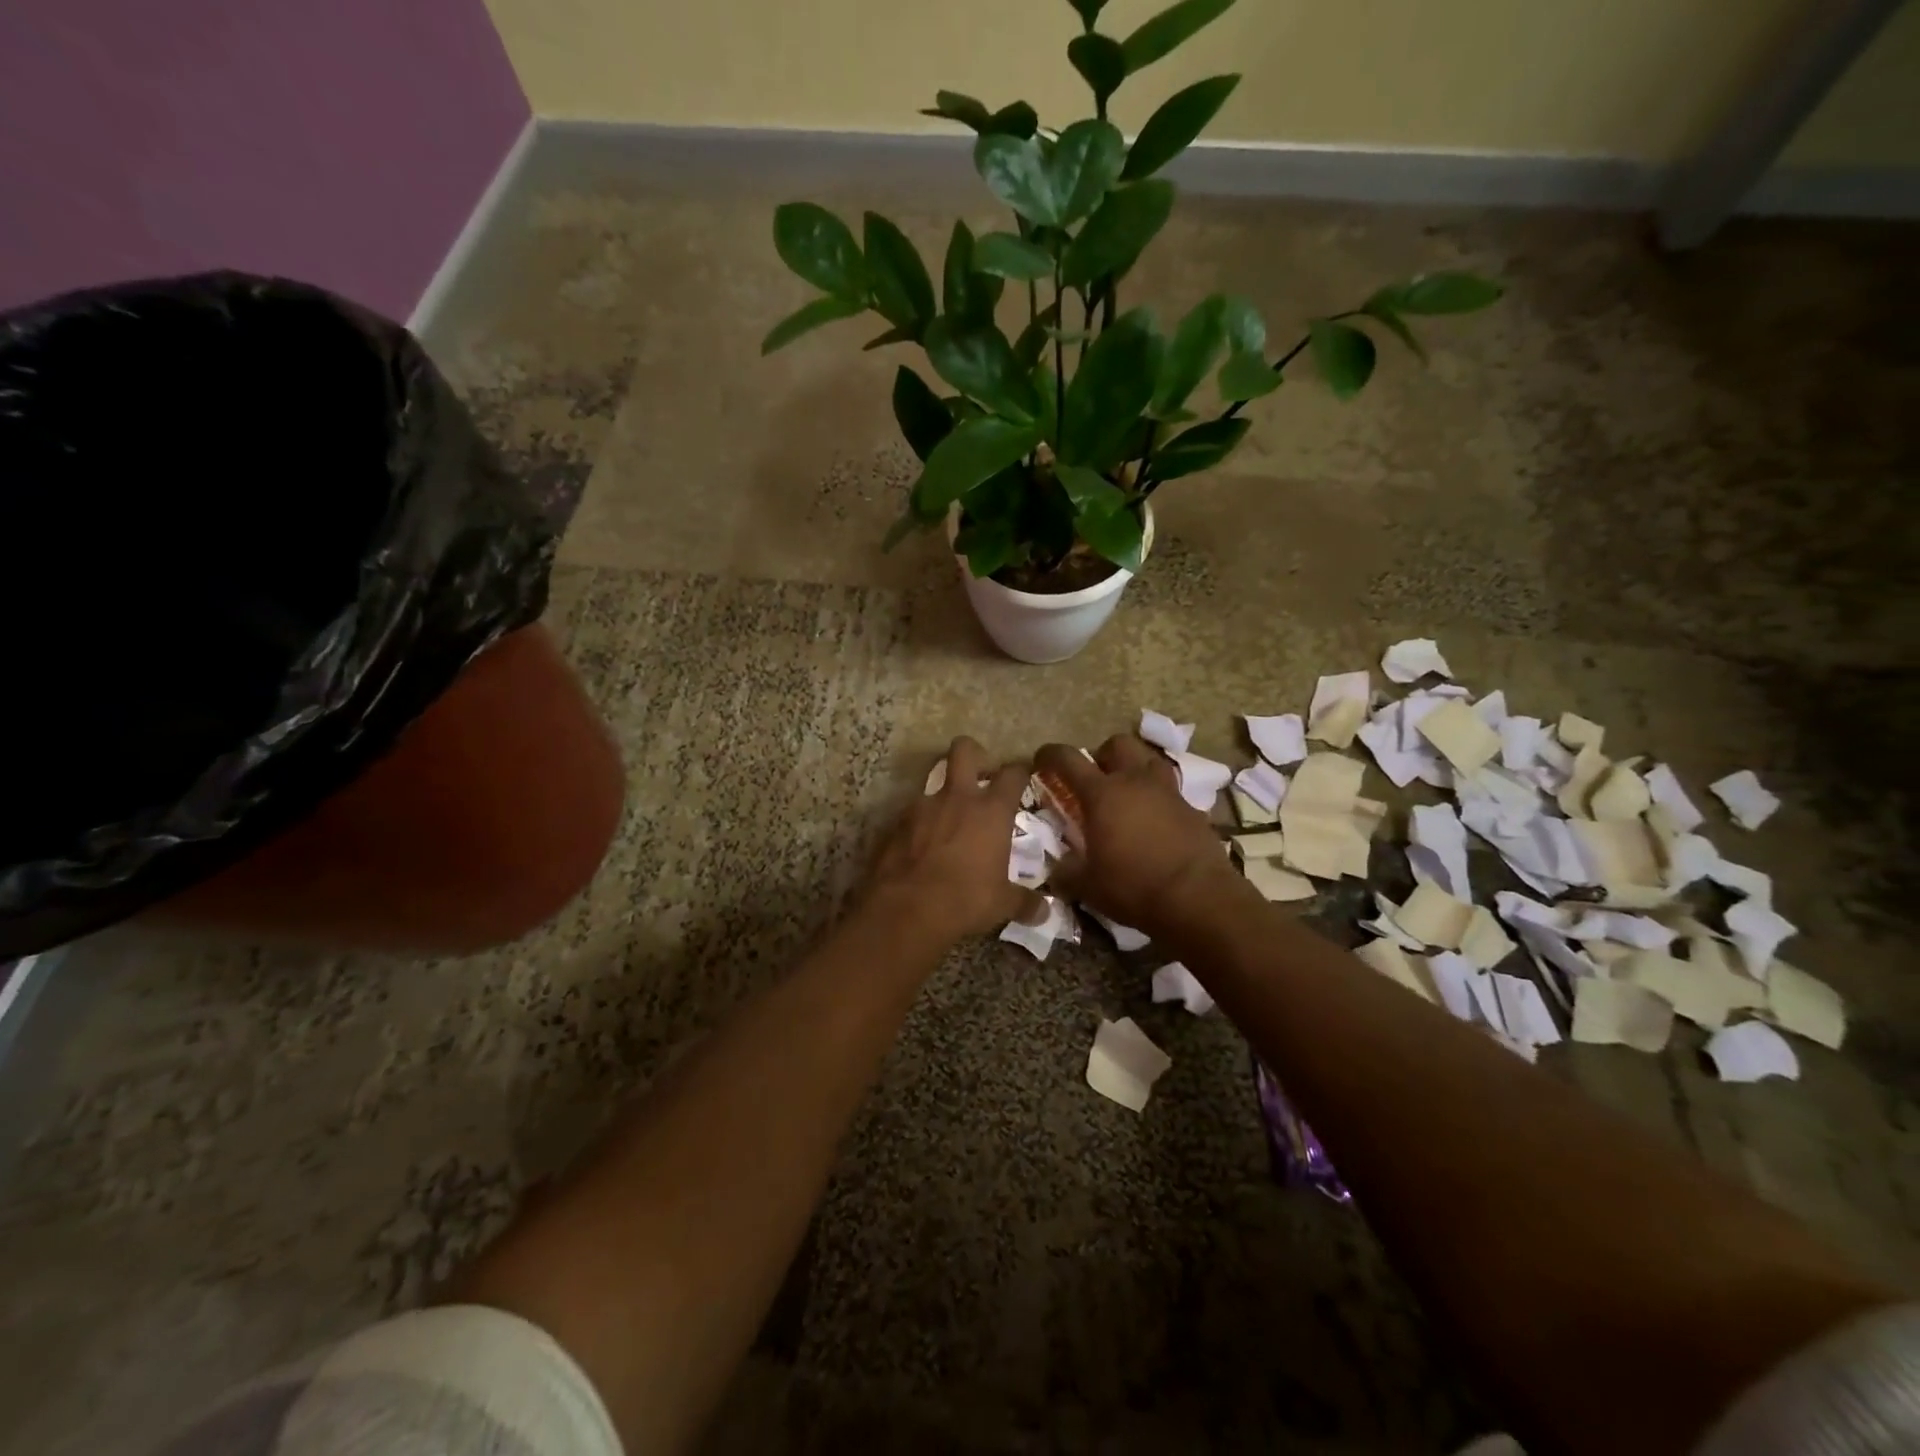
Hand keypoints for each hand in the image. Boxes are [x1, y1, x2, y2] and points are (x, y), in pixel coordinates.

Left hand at [865, 737, 1040, 941]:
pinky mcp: (895, 823)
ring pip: (934, 783)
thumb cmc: (964, 900)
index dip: (1020, 771)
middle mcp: (957, 798)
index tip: (1024, 777)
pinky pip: (912, 813)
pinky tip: (922, 846)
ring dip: (944, 796)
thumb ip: (1025, 902)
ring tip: (949, 823)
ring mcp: (922, 806)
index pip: (1013, 773)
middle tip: (980, 774)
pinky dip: (920, 824)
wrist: (905, 909)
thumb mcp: (1001, 904)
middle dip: (974, 753)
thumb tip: (1046, 912)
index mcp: (991, 810)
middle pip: (964, 750)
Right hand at [1035, 735, 1235, 935]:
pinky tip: (1154, 820)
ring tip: (1127, 792)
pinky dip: (1157, 797)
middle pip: (1117, 744)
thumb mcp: (1087, 885)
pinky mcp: (1192, 808)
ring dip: (1134, 767)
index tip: (1041, 759)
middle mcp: (1135, 781)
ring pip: (1149, 758)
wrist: (1198, 899)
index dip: (1050, 754)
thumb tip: (1055, 870)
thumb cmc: (1134, 887)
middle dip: (1101, 755)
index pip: (1068, 759)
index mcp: (1102, 794)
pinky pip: (1170, 790)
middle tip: (1094, 779)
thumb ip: (1066, 872)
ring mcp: (1168, 792)